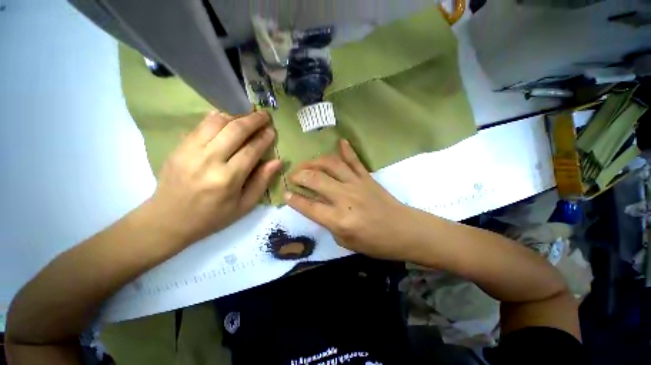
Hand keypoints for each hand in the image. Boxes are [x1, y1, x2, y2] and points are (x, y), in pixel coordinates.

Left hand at [149, 110, 281, 244]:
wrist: (168, 220)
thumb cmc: (212, 217)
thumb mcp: (244, 205)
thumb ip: (262, 182)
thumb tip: (277, 161)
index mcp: (228, 179)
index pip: (251, 150)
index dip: (264, 138)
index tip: (272, 131)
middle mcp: (209, 160)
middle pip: (235, 130)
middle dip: (253, 120)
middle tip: (265, 115)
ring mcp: (190, 151)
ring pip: (216, 122)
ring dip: (236, 116)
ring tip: (248, 116)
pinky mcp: (178, 147)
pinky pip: (200, 125)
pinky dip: (217, 118)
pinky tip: (227, 118)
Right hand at [285, 140, 417, 259]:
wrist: (403, 231)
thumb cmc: (375, 242)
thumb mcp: (346, 242)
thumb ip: (329, 223)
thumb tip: (317, 207)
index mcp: (339, 219)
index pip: (309, 206)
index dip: (294, 199)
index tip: (285, 193)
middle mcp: (345, 198)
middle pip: (316, 180)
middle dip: (299, 175)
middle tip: (293, 176)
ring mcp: (357, 184)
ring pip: (332, 165)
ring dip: (315, 161)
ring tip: (306, 164)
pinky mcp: (367, 177)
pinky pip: (355, 160)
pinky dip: (346, 150)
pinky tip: (340, 141)